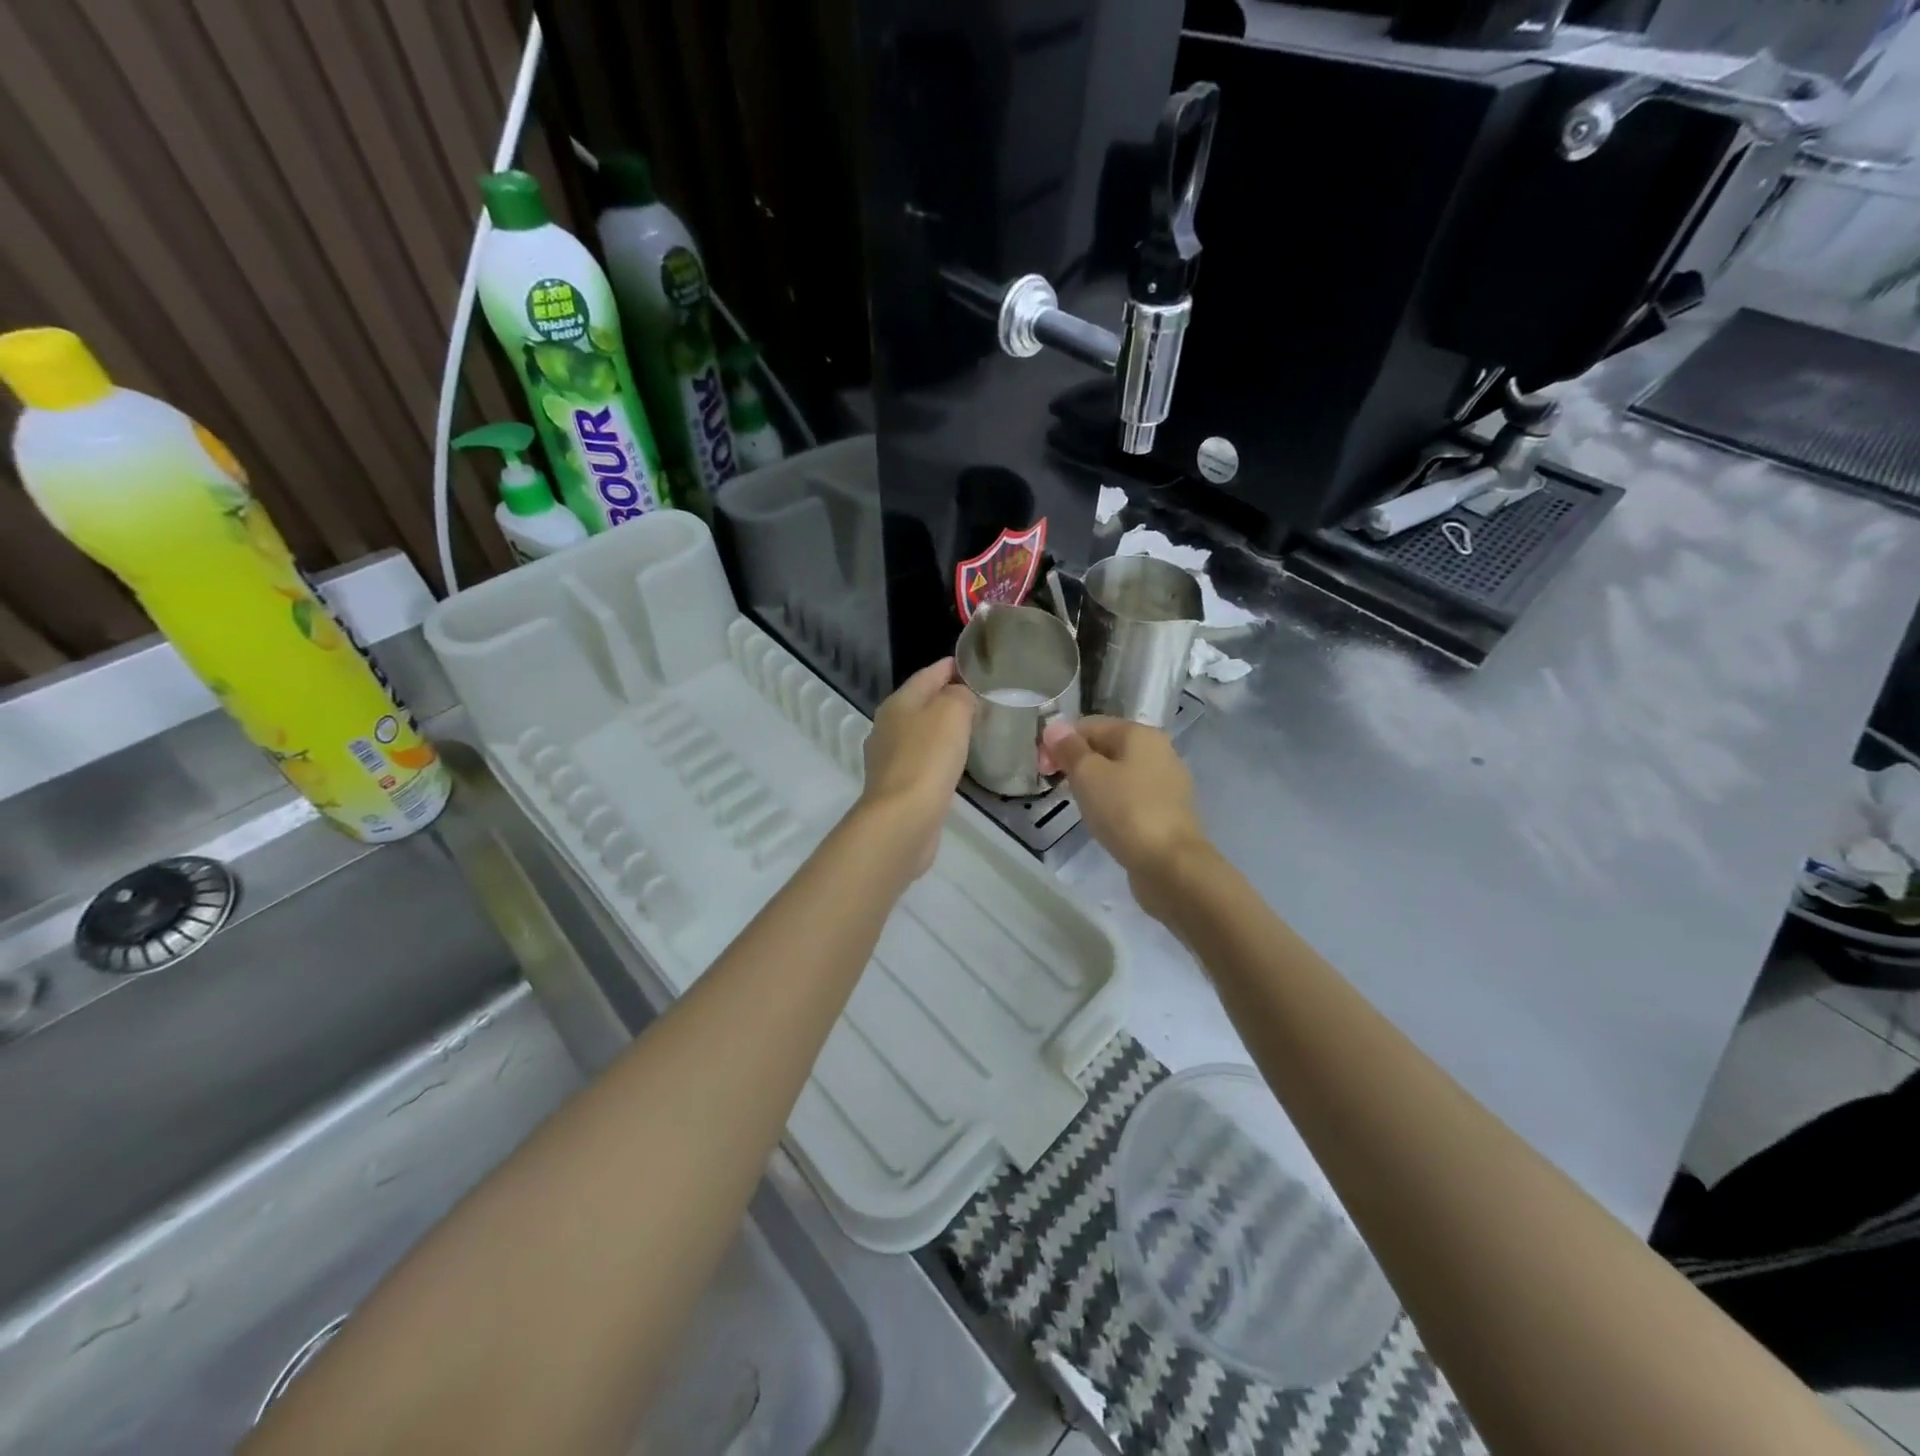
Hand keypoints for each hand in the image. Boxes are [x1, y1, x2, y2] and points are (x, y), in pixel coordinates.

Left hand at [857, 657, 974, 878]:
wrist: (903, 818)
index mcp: (898, 703)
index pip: (927, 674)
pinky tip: (956, 763)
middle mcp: (887, 726)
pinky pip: (923, 761)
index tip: (976, 664)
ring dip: (944, 729)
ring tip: (974, 728)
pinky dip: (940, 756)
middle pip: (921, 703)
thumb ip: (960, 695)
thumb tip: (962, 695)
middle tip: (981, 697)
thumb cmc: (927, 758)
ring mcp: (889, 758)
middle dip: (948, 697)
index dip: (951, 667)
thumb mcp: (951, 712)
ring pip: (921, 733)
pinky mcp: (898, 787)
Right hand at [1042, 716, 1208, 920]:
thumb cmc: (1125, 811)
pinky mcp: (1168, 811)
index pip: (1090, 725)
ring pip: (1120, 773)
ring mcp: (1167, 782)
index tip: (1043, 769)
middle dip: (1078, 763)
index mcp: (1140, 734)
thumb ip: (1069, 748)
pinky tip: (1104, 821)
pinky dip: (1114, 803)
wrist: (1170, 865)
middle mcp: (1159, 751)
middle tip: (1058, 787)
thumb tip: (1055, 727)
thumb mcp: (1088, 775)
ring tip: (1079, 805)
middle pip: (1107, 747)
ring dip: (1095, 784)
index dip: (1060, 742)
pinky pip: (1132, 797)